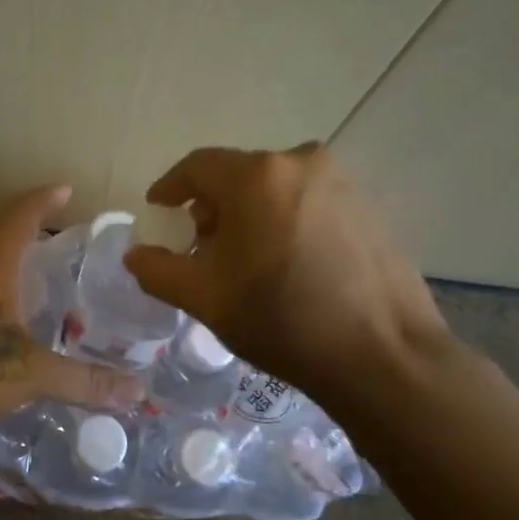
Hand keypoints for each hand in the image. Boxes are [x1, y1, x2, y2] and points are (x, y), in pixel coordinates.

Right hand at [123, 143, 449, 402]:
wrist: (383, 356)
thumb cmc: (282, 319)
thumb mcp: (205, 298)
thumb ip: (158, 270)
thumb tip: (135, 255)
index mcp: (257, 176)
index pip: (197, 166)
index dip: (171, 186)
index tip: (158, 207)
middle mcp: (300, 163)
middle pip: (238, 175)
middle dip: (212, 206)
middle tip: (201, 244)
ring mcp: (342, 182)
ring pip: (276, 187)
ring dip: (251, 213)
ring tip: (246, 257)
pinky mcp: (369, 206)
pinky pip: (309, 201)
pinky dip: (286, 219)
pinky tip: (288, 261)